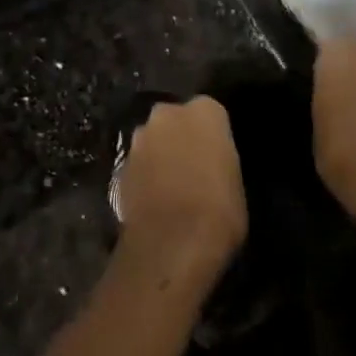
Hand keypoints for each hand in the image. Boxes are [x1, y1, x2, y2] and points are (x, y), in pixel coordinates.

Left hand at [117, 97, 246, 276]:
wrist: (171, 243)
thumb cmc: (218, 210)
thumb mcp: (235, 182)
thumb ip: (219, 161)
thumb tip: (210, 166)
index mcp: (204, 112)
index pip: (211, 113)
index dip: (212, 135)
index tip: (216, 155)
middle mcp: (167, 115)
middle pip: (175, 120)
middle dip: (180, 137)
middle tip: (192, 166)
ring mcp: (139, 139)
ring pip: (152, 141)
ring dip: (159, 155)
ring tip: (171, 186)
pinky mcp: (120, 165)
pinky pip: (138, 165)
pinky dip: (144, 177)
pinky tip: (154, 200)